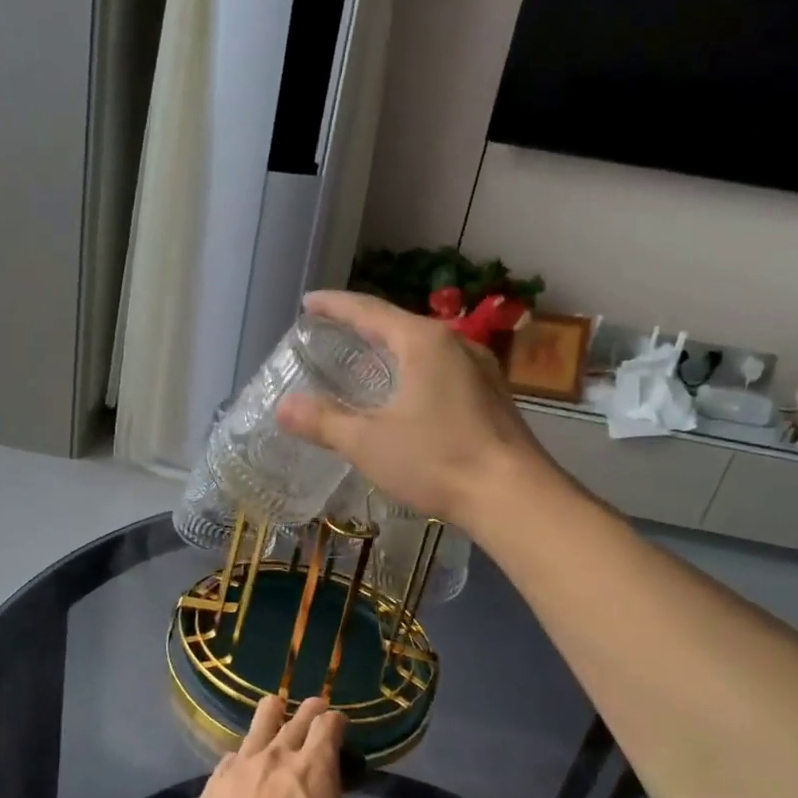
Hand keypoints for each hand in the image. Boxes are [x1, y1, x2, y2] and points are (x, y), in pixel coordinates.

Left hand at [183, 696, 378, 797]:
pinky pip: (226, 766)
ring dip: (269, 717)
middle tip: (314, 706)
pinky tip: (238, 770)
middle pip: (292, 720)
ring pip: (254, 730)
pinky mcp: (206, 795)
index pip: (328, 726)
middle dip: (308, 710)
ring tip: (273, 708)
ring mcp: (234, 773)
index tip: (339, 723)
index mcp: (314, 768)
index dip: (336, 720)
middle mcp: (273, 759)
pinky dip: (240, 763)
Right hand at [277, 289, 548, 530]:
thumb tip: (283, 407)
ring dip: (391, 349)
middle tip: (331, 332)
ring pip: (424, 347)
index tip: (308, 302)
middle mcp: (455, 343)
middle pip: (398, 324)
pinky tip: (406, 393)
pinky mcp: (491, 394)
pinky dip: (414, 370)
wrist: (513, 495)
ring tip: (365, 360)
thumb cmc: (437, 460)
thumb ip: (324, 422)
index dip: (335, 305)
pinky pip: (442, 369)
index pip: (369, 310)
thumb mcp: (368, 443)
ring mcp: (479, 368)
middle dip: (362, 326)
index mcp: (423, 342)